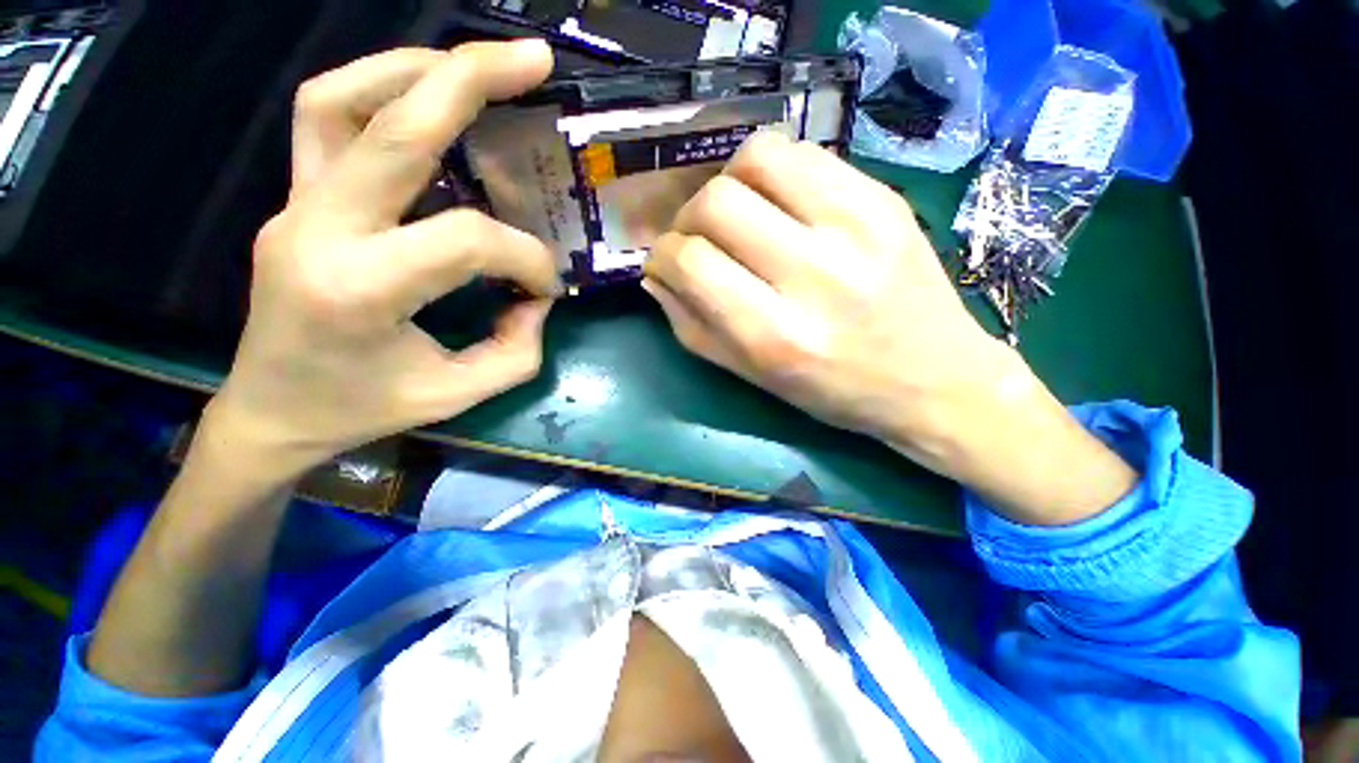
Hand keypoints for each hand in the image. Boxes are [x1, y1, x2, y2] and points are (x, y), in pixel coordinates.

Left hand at [210, 40, 559, 477]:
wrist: (271, 411)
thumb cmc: (364, 409)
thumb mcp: (459, 393)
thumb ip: (517, 348)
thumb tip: (537, 297)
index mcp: (360, 288)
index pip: (467, 240)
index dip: (526, 258)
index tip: (546, 288)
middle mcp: (317, 229)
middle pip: (393, 127)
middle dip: (470, 81)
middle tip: (532, 59)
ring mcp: (295, 205)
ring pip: (341, 100)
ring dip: (415, 69)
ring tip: (476, 65)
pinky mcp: (295, 199)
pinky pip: (326, 118)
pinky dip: (377, 89)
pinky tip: (423, 95)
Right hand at [644, 131, 1136, 523]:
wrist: (935, 380)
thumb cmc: (834, 391)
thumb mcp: (752, 377)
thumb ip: (693, 328)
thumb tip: (656, 277)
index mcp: (776, 336)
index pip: (692, 263)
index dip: (664, 256)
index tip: (666, 263)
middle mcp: (814, 276)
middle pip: (716, 203)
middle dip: (688, 219)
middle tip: (699, 240)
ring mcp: (857, 227)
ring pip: (757, 158)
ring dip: (727, 183)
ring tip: (737, 214)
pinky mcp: (884, 198)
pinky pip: (804, 153)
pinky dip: (771, 170)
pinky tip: (776, 201)